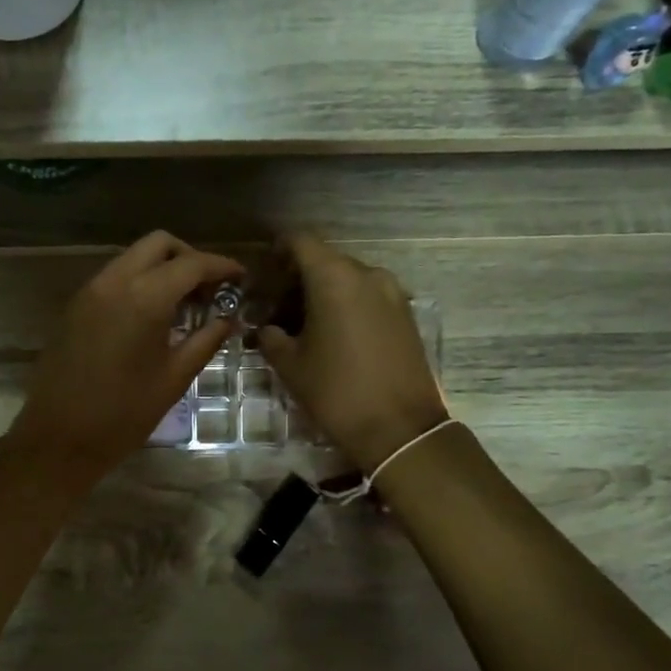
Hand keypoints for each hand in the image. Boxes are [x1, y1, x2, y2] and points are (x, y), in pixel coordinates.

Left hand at [5, 231, 242, 489]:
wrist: (59, 438)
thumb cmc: (124, 414)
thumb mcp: (174, 378)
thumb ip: (206, 340)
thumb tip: (228, 318)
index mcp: (144, 297)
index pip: (191, 264)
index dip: (221, 266)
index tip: (241, 277)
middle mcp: (114, 281)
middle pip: (159, 244)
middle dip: (189, 257)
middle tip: (210, 287)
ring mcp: (90, 290)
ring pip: (133, 257)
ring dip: (162, 267)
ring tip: (184, 302)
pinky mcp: (75, 305)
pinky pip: (114, 276)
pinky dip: (139, 281)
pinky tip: (153, 313)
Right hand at [256, 234, 448, 474]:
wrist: (401, 429)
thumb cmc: (337, 392)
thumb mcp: (291, 365)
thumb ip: (271, 336)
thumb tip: (267, 328)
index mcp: (334, 278)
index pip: (301, 242)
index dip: (278, 250)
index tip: (264, 272)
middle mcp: (367, 275)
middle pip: (325, 260)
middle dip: (298, 277)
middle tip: (277, 307)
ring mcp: (393, 293)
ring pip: (349, 279)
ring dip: (324, 293)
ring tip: (305, 325)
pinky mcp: (406, 315)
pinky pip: (369, 296)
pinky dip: (348, 305)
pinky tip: (335, 335)